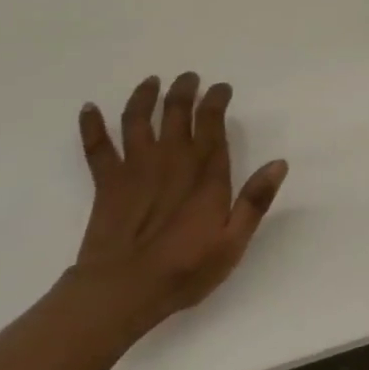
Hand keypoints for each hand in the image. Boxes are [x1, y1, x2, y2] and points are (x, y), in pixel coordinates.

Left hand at [73, 72, 287, 324]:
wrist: (122, 291)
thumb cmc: (184, 270)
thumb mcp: (232, 242)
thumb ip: (255, 201)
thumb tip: (279, 163)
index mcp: (204, 174)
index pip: (212, 124)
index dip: (216, 101)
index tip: (221, 88)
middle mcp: (171, 160)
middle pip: (176, 113)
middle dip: (184, 91)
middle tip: (189, 77)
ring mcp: (135, 168)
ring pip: (138, 120)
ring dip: (144, 97)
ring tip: (151, 82)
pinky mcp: (107, 182)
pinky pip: (98, 147)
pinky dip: (92, 125)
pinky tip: (89, 108)